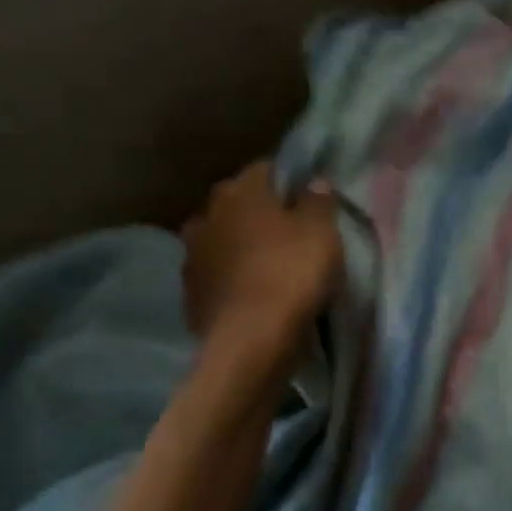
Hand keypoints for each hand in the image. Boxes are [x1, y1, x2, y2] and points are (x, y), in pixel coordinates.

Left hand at [181, 163, 340, 343]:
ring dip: (241, 247)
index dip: (289, 181)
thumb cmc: (291, 274)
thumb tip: (314, 182)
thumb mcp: (322, 232)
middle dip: (260, 213)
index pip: (266, 170)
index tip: (308, 199)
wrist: (250, 340)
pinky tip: (252, 293)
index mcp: (240, 192)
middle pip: (239, 204)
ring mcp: (192, 255)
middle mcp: (207, 214)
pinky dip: (232, 279)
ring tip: (269, 265)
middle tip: (290, 233)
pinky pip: (217, 275)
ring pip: (223, 239)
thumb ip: (318, 202)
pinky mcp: (190, 292)